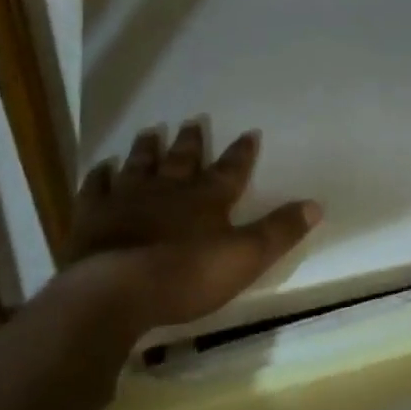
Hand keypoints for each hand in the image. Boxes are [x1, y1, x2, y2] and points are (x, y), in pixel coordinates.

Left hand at [67, 121, 321, 332]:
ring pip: (140, 164)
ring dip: (147, 148)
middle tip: (193, 120)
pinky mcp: (94, 215)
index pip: (231, 170)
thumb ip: (279, 231)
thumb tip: (316, 204)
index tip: (250, 132)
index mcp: (206, 199)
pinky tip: (102, 166)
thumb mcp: (245, 257)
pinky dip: (101, 175)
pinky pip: (97, 187)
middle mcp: (169, 189)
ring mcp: (128, 198)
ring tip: (150, 131)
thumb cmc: (186, 276)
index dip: (242, 153)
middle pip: (182, 159)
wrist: (118, 289)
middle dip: (191, 141)